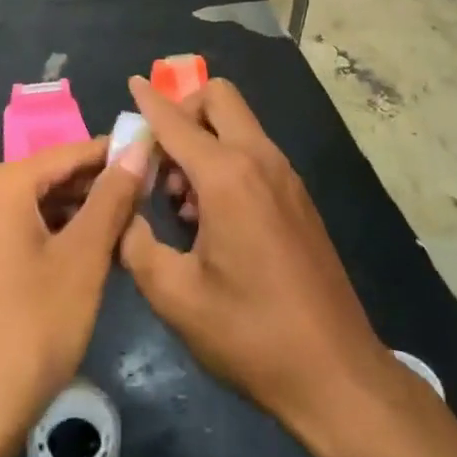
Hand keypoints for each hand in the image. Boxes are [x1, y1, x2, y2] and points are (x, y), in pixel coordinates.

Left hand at [0, 137, 148, 442]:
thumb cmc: (33, 327)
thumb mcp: (84, 257)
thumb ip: (112, 196)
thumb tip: (137, 147)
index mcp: (1, 184)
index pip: (71, 152)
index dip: (116, 154)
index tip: (156, 156)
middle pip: (54, 177)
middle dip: (100, 187)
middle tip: (149, 196)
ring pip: (41, 205)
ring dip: (83, 214)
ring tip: (129, 226)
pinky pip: (24, 229)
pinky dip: (58, 235)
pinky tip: (92, 254)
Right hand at [118, 76, 402, 456]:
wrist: (336, 373)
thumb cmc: (250, 334)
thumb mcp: (176, 297)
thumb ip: (136, 244)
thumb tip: (120, 214)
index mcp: (228, 176)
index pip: (177, 121)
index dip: (150, 102)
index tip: (131, 83)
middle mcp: (260, 159)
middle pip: (219, 98)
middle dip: (183, 111)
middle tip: (161, 161)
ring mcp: (285, 175)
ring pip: (237, 125)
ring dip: (203, 141)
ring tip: (181, 202)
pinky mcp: (297, 196)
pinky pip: (253, 152)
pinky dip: (225, 161)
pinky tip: (211, 218)